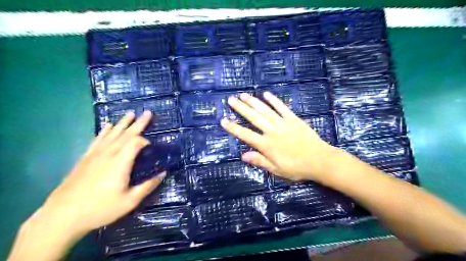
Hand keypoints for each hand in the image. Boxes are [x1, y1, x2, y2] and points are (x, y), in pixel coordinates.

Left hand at [39, 111, 164, 237]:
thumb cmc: (100, 209)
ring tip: (130, 113)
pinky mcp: (86, 158)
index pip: (136, 143)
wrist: (62, 216)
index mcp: (120, 163)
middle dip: (138, 123)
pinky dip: (104, 131)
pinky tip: (108, 126)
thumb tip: (163, 174)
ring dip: (123, 123)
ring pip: (112, 134)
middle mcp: (108, 154)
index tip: (152, 147)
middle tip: (148, 112)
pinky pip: (98, 140)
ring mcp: (95, 155)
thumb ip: (148, 186)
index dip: (145, 141)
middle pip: (126, 134)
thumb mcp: (129, 201)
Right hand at [221, 93, 340, 182]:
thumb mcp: (276, 169)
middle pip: (254, 118)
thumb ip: (259, 161)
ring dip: (254, 102)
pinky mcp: (293, 119)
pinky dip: (274, 100)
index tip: (223, 120)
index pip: (246, 135)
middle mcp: (272, 131)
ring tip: (243, 95)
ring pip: (265, 110)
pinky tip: (266, 94)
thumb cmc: (296, 168)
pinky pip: (282, 108)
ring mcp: (283, 123)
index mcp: (266, 145)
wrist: (319, 160)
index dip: (234, 128)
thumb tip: (242, 155)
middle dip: (241, 108)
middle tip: (231, 100)